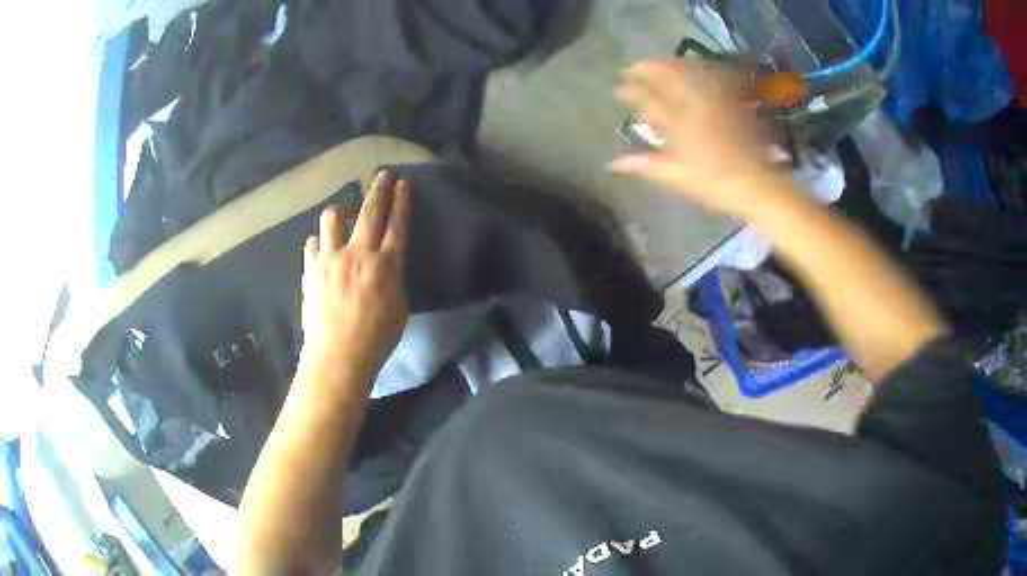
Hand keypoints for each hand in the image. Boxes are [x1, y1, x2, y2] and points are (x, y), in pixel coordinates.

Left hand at [300, 170, 412, 384]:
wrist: (338, 356)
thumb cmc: (376, 339)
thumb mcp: (399, 307)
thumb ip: (393, 278)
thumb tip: (385, 263)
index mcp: (385, 266)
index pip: (398, 224)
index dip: (402, 200)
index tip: (405, 183)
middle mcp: (358, 254)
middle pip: (369, 212)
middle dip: (378, 190)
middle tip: (382, 175)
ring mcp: (330, 259)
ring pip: (333, 217)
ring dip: (342, 210)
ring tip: (345, 214)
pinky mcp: (311, 269)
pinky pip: (313, 242)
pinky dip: (320, 240)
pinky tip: (323, 247)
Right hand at [611, 59, 788, 218]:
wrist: (758, 184)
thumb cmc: (716, 184)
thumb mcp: (678, 177)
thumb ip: (646, 165)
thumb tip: (614, 163)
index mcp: (679, 123)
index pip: (647, 99)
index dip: (629, 91)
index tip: (618, 89)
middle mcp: (695, 104)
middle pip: (668, 76)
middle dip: (647, 68)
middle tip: (633, 67)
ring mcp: (715, 100)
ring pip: (690, 72)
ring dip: (671, 63)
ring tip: (660, 63)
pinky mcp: (732, 101)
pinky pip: (714, 76)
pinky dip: (701, 69)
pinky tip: (696, 67)